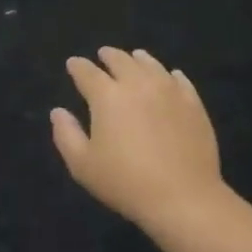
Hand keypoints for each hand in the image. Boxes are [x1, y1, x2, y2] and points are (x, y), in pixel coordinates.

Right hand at [52, 47, 228, 228]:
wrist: (182, 197)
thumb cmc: (125, 182)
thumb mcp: (83, 165)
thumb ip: (66, 134)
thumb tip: (58, 111)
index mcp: (107, 96)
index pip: (87, 72)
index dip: (77, 66)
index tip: (73, 64)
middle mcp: (138, 84)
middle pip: (121, 60)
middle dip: (108, 56)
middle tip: (103, 55)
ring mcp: (169, 91)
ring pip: (151, 64)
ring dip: (138, 59)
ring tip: (135, 57)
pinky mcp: (193, 104)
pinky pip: (180, 80)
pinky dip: (170, 74)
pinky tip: (171, 76)